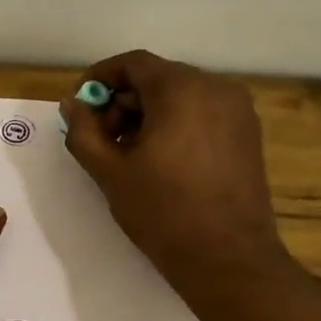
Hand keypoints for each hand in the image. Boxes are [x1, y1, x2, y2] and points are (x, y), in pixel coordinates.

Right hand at [60, 50, 290, 312]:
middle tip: (99, 139)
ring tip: (127, 155)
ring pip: (180, 97)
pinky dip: (174, 125)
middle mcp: (216, 88)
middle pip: (157, 79)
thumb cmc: (161, 211)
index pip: (133, 64)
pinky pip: (201, 114)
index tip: (79, 107)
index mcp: (182, 90)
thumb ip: (83, 131)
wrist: (226, 257)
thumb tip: (73, 104)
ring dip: (146, 115)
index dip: (99, 79)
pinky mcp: (247, 134)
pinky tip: (158, 162)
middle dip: (122, 102)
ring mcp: (238, 111)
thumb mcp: (109, 171)